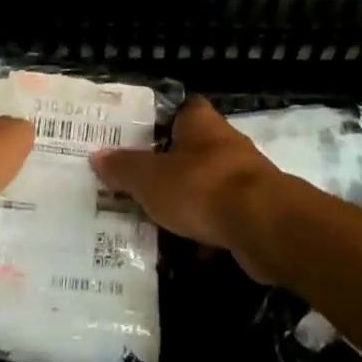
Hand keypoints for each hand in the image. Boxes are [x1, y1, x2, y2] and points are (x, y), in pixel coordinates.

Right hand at [90, 97, 287, 280]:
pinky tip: (183, 251)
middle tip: (135, 185)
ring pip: (205, 186)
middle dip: (166, 168)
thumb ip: (123, 168)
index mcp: (200, 122)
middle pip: (190, 150)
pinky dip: (204, 233)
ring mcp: (243, 178)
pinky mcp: (255, 211)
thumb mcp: (150, 178)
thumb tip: (97, 156)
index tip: (135, 138)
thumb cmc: (202, 187)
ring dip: (186, 203)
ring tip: (153, 222)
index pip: (179, 109)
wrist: (264, 225)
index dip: (159, 120)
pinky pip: (221, 218)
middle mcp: (224, 143)